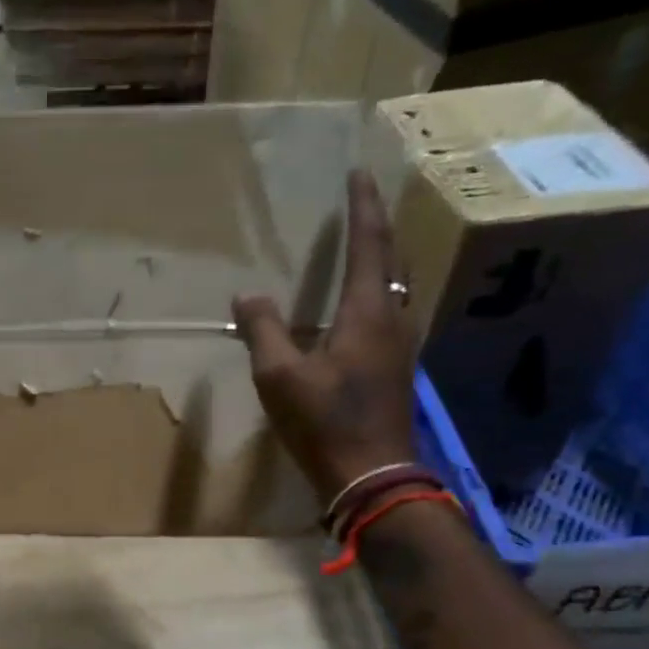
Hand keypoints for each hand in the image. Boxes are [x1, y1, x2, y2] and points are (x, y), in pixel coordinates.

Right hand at [233, 171, 417, 499]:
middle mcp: (394, 319)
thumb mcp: (280, 377)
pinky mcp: (397, 369)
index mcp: (368, 312)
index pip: (370, 244)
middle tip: (364, 203)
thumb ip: (263, 331)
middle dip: (379, 226)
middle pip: (393, 259)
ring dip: (382, 259)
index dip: (363, 207)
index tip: (359, 172)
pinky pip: (390, 311)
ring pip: (396, 286)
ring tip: (364, 246)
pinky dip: (377, 291)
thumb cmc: (324, 422)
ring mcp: (401, 345)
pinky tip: (362, 305)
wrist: (370, 475)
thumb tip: (246, 296)